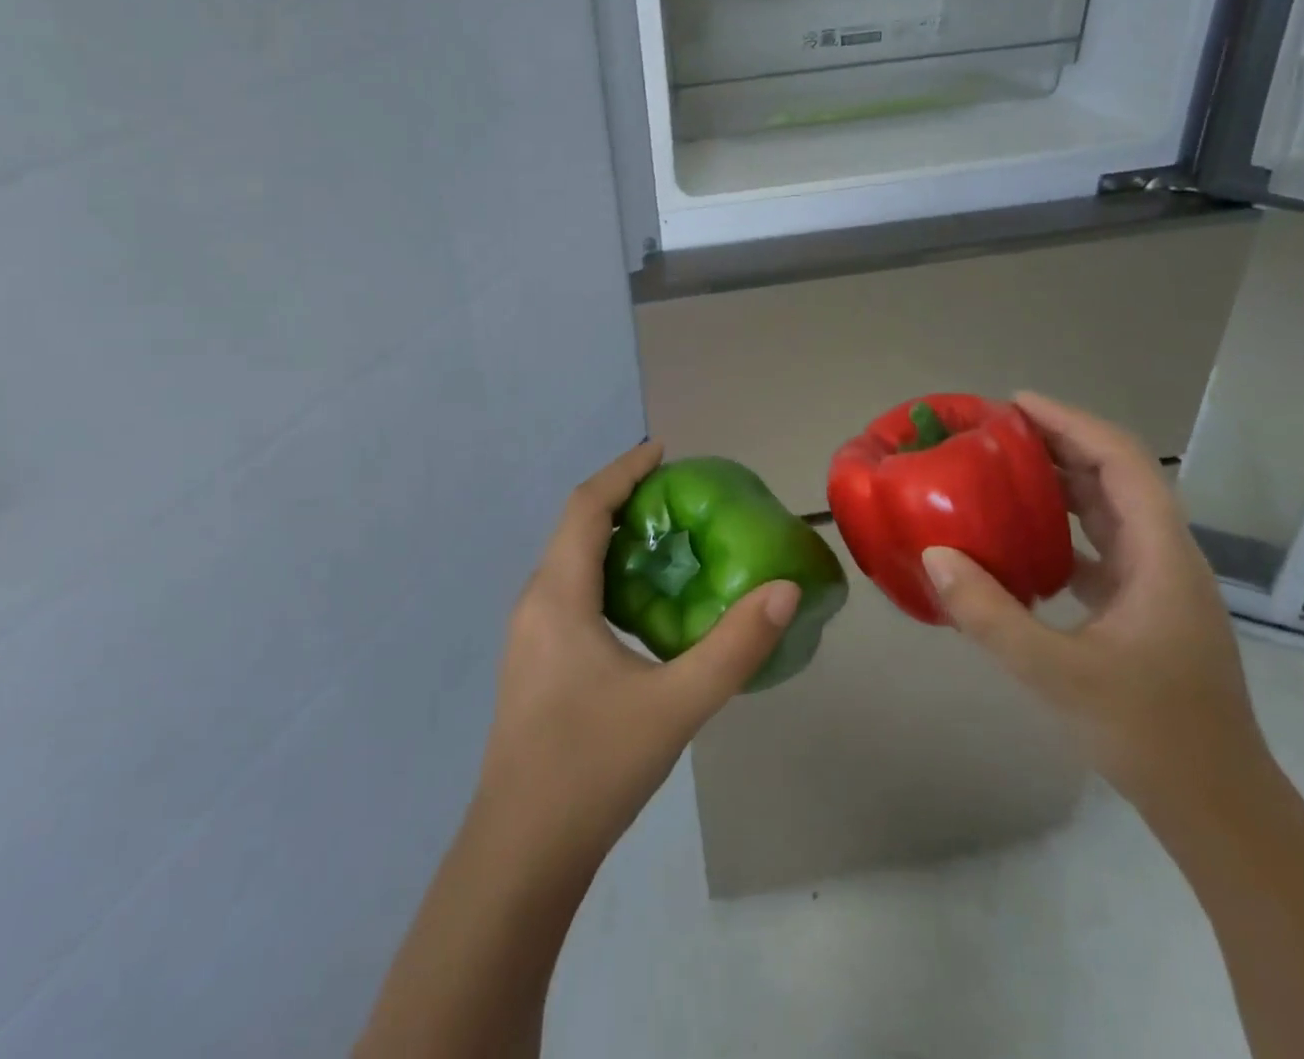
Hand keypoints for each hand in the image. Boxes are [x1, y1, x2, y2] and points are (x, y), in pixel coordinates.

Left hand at [475, 441, 800, 866]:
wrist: (520, 853)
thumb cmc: (592, 767)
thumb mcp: (675, 705)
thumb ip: (733, 647)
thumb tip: (783, 590)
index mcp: (558, 595)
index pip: (585, 506)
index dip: (622, 470)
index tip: (663, 451)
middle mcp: (535, 602)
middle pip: (576, 527)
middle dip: (622, 500)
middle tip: (678, 497)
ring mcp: (528, 635)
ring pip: (570, 562)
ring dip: (613, 539)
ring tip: (666, 541)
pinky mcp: (533, 662)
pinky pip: (568, 592)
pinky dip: (604, 574)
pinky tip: (641, 605)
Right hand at [920, 393, 1269, 816]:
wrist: (1217, 807)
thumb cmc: (1148, 734)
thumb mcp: (1057, 674)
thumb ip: (991, 614)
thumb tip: (934, 555)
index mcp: (1160, 557)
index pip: (1122, 463)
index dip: (1071, 423)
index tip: (1017, 404)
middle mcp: (1166, 557)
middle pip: (1117, 476)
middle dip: (1061, 442)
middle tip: (997, 430)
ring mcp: (1158, 584)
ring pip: (1110, 510)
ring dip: (1062, 481)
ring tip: (1003, 468)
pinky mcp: (1144, 608)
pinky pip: (1101, 545)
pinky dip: (1062, 526)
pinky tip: (1020, 537)